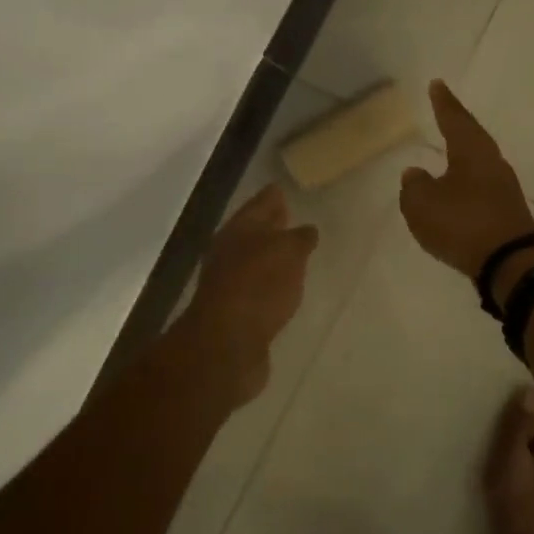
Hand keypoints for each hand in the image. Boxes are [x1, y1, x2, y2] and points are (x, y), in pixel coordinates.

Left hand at [185, 184, 319, 402]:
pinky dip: (270, 283)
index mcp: (240, 229)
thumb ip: (300, 238)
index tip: (285, 188)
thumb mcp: (289, 253)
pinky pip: (258, 288)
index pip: (261, 202)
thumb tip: (306, 230)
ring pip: (255, 259)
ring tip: (296, 253)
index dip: (274, 195)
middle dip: (272, 224)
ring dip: (272, 255)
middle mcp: (230, 251)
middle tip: (294, 217)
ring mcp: (229, 282)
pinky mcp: (236, 311)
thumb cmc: (259, 286)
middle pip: (254, 230)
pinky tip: (284, 288)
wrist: (226, 344)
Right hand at [399, 80, 533, 285]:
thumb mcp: (423, 204)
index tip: (437, 85)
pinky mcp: (506, 214)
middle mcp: (492, 164)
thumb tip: (416, 174)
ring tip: (447, 154)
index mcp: (472, 151)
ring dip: (462, 158)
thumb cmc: (463, 223)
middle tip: (445, 113)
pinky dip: (466, 186)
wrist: (511, 263)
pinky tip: (456, 194)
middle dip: (457, 126)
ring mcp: (503, 190)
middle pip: (472, 138)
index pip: (454, 119)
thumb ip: (414, 186)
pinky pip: (480, 190)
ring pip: (478, 165)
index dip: (444, 103)